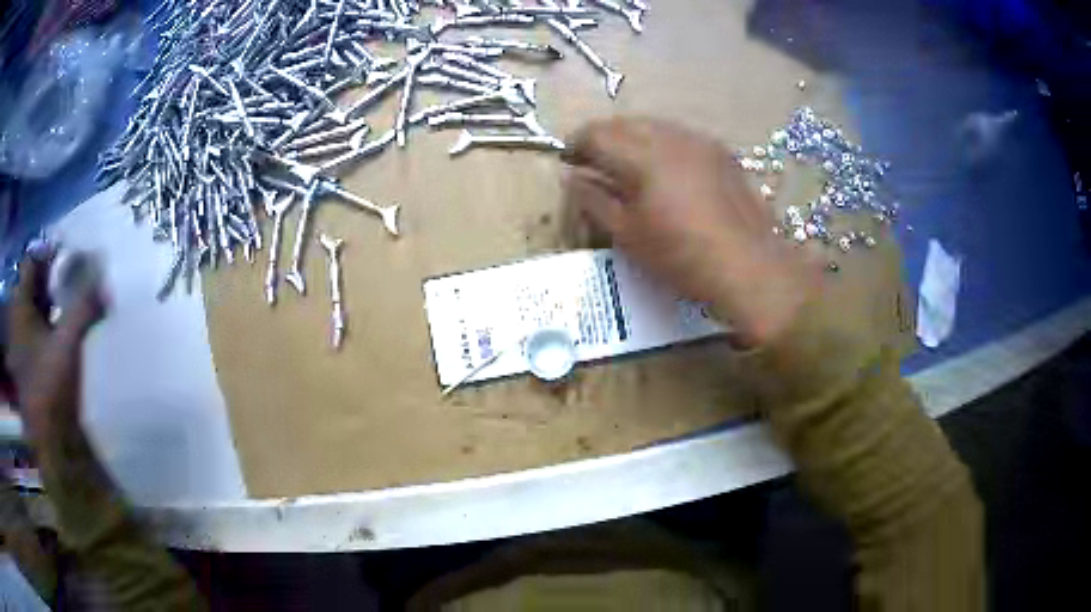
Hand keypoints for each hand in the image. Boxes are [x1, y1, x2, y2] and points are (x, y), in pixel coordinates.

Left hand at [6, 250, 105, 441]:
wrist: (53, 444)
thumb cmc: (52, 387)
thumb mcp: (69, 342)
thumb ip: (84, 306)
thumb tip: (104, 279)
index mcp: (19, 310)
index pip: (30, 263)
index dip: (47, 254)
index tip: (67, 254)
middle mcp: (17, 324)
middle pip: (31, 287)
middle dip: (50, 277)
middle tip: (72, 275)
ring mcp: (21, 349)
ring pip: (33, 311)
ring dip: (49, 302)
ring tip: (69, 301)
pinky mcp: (29, 369)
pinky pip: (35, 333)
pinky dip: (47, 325)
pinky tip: (61, 332)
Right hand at [562, 117, 818, 346]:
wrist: (750, 266)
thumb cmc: (682, 256)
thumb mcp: (628, 235)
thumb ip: (594, 200)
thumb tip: (572, 177)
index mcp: (642, 154)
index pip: (595, 133)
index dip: (575, 145)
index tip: (569, 163)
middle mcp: (670, 135)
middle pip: (624, 123)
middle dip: (603, 139)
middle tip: (595, 165)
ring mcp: (700, 140)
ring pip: (653, 126)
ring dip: (632, 139)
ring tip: (629, 167)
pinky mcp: (721, 151)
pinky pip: (680, 136)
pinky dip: (662, 145)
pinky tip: (666, 171)